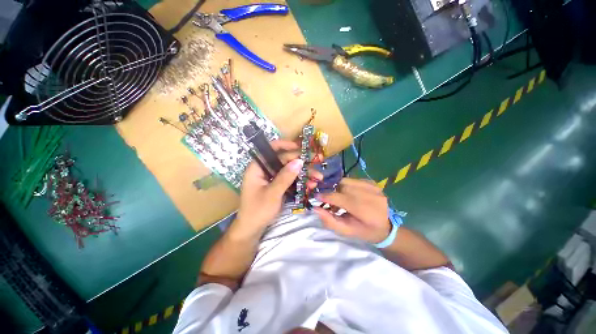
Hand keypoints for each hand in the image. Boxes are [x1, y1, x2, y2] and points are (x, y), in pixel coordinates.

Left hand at [234, 140, 322, 235]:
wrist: (252, 231)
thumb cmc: (257, 211)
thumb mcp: (272, 194)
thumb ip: (285, 177)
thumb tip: (299, 161)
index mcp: (257, 168)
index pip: (271, 150)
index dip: (285, 145)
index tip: (300, 147)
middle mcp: (264, 170)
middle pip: (284, 160)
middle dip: (301, 162)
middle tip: (317, 161)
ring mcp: (271, 179)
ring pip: (289, 170)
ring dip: (303, 173)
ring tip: (317, 178)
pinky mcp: (277, 186)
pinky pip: (289, 180)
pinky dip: (299, 182)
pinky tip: (310, 185)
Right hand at [314, 178, 389, 243]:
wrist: (386, 227)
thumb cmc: (364, 232)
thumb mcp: (346, 231)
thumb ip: (330, 221)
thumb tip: (315, 208)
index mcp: (366, 211)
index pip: (341, 198)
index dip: (326, 196)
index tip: (316, 196)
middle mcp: (371, 196)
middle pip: (343, 186)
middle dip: (332, 191)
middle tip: (328, 199)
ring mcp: (374, 187)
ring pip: (347, 181)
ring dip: (338, 187)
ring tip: (338, 196)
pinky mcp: (373, 183)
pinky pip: (353, 180)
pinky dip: (346, 185)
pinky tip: (347, 193)